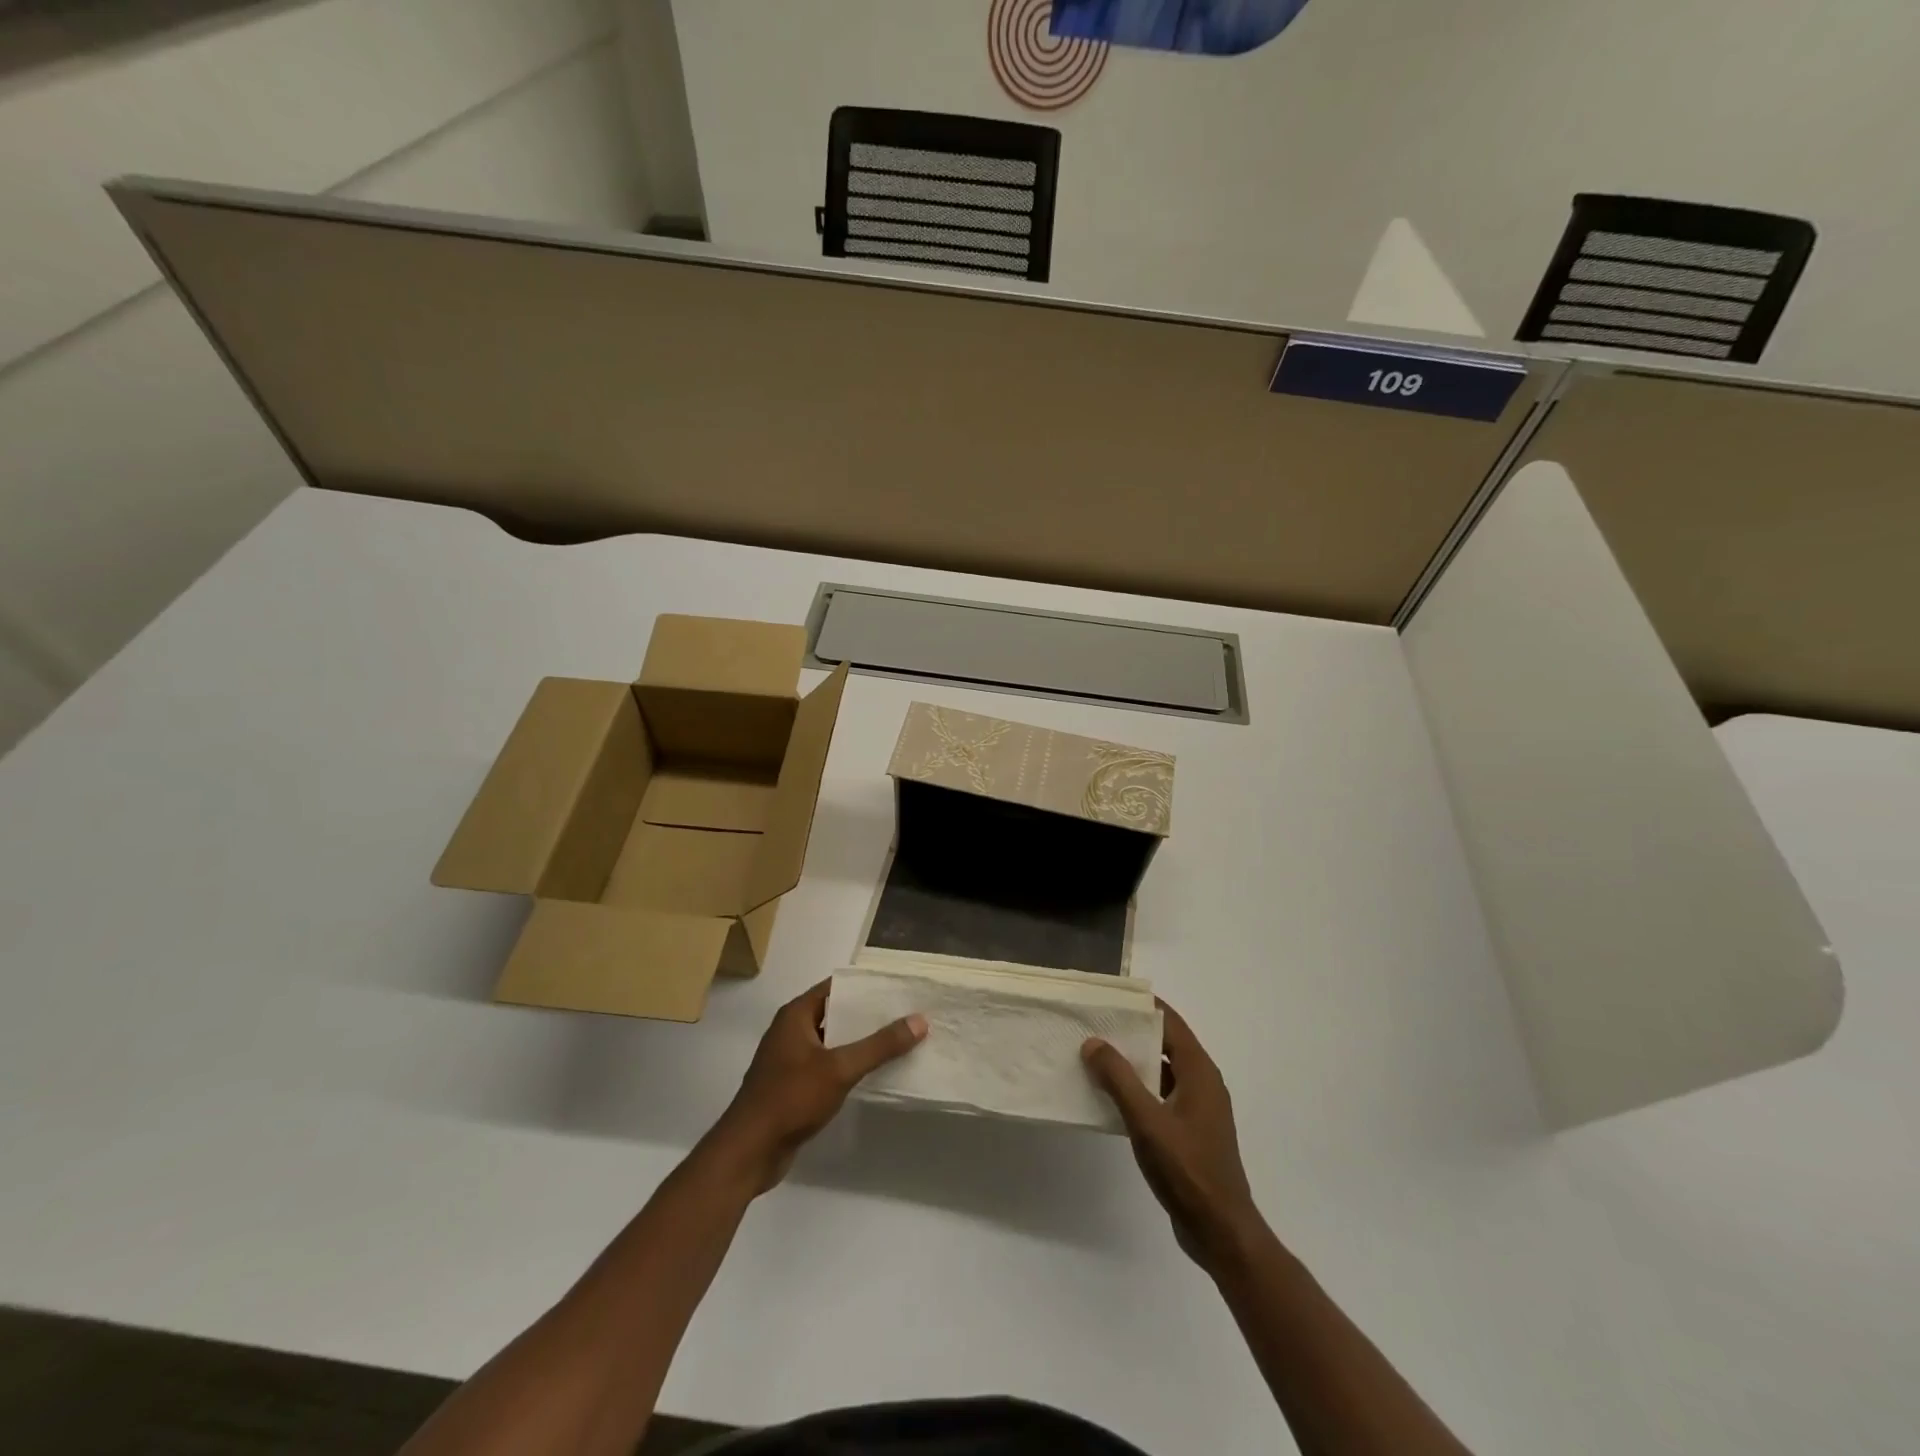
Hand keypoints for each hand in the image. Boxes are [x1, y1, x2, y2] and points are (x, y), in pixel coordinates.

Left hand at [708, 980, 926, 1194]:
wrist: (749, 1152)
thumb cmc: (791, 1098)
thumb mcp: (839, 1068)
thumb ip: (879, 1045)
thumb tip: (919, 1020)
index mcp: (796, 1014)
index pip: (836, 987)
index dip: (866, 986)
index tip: (898, 988)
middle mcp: (791, 1030)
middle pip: (836, 1013)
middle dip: (868, 1015)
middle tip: (906, 1014)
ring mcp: (791, 1059)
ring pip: (833, 1041)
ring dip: (860, 1042)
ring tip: (898, 1040)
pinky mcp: (793, 1086)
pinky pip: (827, 1066)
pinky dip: (849, 1065)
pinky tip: (874, 1073)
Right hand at [1083, 1001, 1263, 1272]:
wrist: (1220, 1231)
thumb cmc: (1187, 1169)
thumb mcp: (1147, 1121)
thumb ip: (1119, 1079)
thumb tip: (1094, 1042)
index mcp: (1199, 1072)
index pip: (1171, 1023)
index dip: (1144, 1007)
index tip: (1112, 998)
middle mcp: (1203, 1083)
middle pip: (1166, 1044)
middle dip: (1133, 1033)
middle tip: (1096, 1024)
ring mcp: (1199, 1109)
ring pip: (1163, 1071)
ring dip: (1135, 1062)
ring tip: (1097, 1056)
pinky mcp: (1191, 1131)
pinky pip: (1162, 1095)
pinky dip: (1140, 1089)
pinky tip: (1112, 1096)